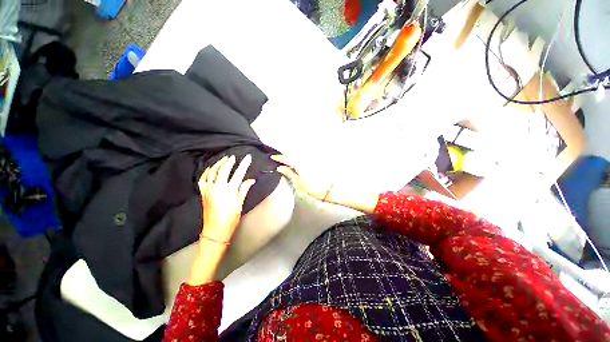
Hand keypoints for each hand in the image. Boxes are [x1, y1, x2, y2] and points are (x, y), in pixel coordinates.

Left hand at [198, 155, 255, 244]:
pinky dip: (206, 172)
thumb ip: (244, 189)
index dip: (244, 164)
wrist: (215, 231)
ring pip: (212, 172)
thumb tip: (251, 180)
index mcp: (230, 190)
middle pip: (224, 170)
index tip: (247, 157)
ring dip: (218, 164)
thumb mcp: (240, 204)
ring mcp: (209, 190)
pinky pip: (203, 179)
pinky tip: (210, 168)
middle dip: (229, 162)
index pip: (239, 173)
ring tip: (223, 159)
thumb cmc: (231, 219)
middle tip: (233, 157)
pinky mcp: (203, 193)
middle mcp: (218, 188)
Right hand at [271, 154, 333, 200]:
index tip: (273, 157)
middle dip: (285, 155)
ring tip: (286, 160)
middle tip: (279, 158)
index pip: (287, 158)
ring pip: (298, 155)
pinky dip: (298, 158)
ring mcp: (310, 160)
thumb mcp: (298, 182)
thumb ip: (289, 173)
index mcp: (299, 164)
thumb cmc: (313, 188)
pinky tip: (296, 162)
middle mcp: (305, 159)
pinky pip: (303, 157)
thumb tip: (280, 167)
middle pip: (293, 154)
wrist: (328, 189)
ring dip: (291, 156)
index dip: (279, 157)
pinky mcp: (315, 162)